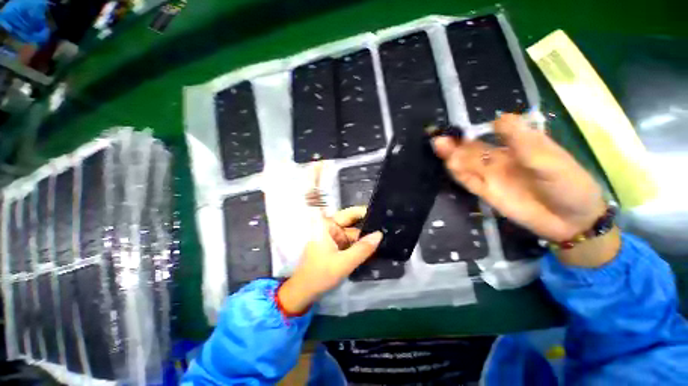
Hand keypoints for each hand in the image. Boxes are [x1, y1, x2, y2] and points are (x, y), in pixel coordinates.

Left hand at [278, 207, 382, 314]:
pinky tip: (372, 247)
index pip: (350, 213)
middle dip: (367, 226)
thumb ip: (362, 248)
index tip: (382, 213)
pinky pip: (349, 242)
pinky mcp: (334, 246)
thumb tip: (379, 234)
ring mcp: (332, 237)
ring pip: (352, 234)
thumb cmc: (320, 274)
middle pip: (352, 223)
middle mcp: (330, 227)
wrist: (304, 292)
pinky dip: (359, 245)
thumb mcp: (344, 262)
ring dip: (364, 238)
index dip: (365, 212)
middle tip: (387, 227)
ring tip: (384, 237)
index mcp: (327, 225)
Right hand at [432, 114, 605, 242]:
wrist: (570, 221)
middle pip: (474, 148)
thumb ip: (523, 142)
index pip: (493, 132)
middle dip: (457, 142)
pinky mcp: (486, 192)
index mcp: (518, 145)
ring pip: (467, 163)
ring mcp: (492, 176)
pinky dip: (458, 172)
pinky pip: (469, 180)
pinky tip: (449, 164)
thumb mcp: (550, 161)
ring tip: (439, 146)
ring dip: (453, 155)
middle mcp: (500, 158)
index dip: (477, 128)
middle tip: (440, 137)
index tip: (463, 125)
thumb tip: (498, 118)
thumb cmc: (568, 185)